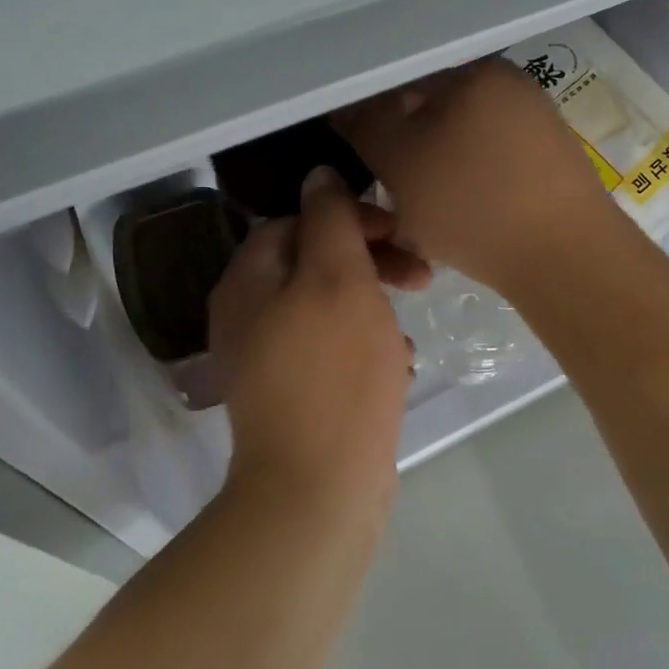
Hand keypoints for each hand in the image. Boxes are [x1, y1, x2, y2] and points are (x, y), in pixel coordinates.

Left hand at [207, 168, 426, 509]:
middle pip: (313, 264)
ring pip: (330, 308)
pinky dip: (367, 348)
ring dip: (374, 307)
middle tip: (421, 276)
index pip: (296, 221)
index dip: (349, 217)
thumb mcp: (338, 279)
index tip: (398, 231)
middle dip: (369, 262)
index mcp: (248, 282)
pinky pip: (333, 351)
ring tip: (410, 327)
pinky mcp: (295, 396)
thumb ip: (329, 219)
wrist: (317, 493)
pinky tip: (398, 366)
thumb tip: (319, 174)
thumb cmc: (333, 374)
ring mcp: (269, 361)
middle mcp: (248, 316)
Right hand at [334, 59, 617, 292]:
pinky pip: (490, 167)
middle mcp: (511, 86)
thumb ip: (364, 125)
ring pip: (460, 144)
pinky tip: (460, 222)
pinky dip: (467, 188)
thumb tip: (345, 107)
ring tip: (421, 216)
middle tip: (389, 194)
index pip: (402, 81)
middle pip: (433, 113)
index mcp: (476, 71)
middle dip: (405, 152)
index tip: (361, 161)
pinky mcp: (551, 165)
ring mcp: (537, 125)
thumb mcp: (399, 162)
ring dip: (433, 175)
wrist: (567, 260)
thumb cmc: (472, 203)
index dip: (372, 120)